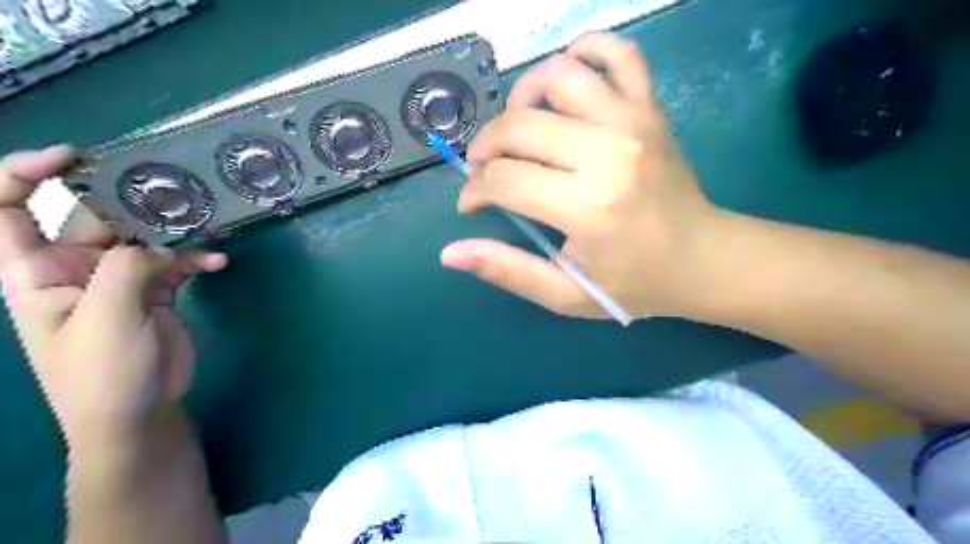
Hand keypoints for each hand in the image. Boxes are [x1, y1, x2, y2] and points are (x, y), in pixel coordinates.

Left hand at [0, 146, 225, 444]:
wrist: (139, 413)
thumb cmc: (103, 373)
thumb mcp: (106, 319)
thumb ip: (125, 270)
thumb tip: (157, 245)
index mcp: (37, 272)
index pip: (6, 209)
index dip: (25, 174)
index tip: (75, 157)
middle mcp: (75, 268)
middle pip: (96, 218)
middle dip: (131, 202)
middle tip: (174, 192)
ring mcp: (118, 280)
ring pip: (144, 238)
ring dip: (173, 231)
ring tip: (205, 225)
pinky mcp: (155, 292)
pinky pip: (175, 264)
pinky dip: (196, 259)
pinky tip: (218, 263)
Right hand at [441, 31, 723, 322]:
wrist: (703, 258)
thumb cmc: (634, 283)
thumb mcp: (566, 294)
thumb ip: (507, 271)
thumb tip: (450, 254)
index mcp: (586, 207)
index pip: (503, 180)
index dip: (474, 191)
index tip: (473, 205)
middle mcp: (607, 153)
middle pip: (518, 126)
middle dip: (484, 148)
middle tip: (486, 171)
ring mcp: (632, 121)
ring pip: (555, 75)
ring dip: (520, 99)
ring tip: (519, 130)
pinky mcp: (650, 107)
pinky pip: (616, 52)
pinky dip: (583, 51)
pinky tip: (565, 83)